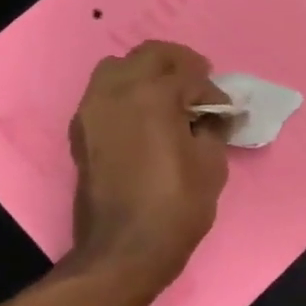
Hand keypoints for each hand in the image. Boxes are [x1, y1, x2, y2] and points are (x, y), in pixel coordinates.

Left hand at [65, 42, 231, 294]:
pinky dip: (126, 93)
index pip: (190, 74)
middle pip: (149, 54)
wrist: (124, 250)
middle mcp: (116, 91)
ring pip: (119, 67)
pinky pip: (104, 93)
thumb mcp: (211, 164)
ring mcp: (92, 110)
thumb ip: (213, 128)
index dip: (213, 90)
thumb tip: (214, 115)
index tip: (225, 111)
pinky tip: (145, 118)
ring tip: (169, 98)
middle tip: (199, 85)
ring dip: (147, 74)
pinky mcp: (81, 131)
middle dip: (179, 64)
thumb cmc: (176, 206)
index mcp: (153, 95)